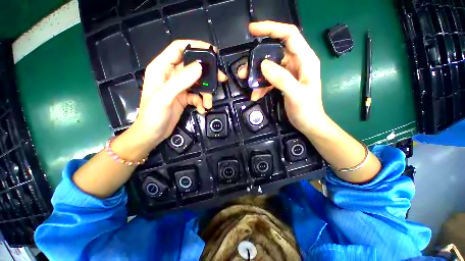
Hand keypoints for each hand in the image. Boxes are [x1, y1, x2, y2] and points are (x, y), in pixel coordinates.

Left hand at [129, 40, 226, 149]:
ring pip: (198, 83)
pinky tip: (202, 109)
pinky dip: (201, 102)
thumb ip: (181, 81)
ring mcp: (179, 87)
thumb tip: (199, 67)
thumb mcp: (165, 97)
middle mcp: (171, 75)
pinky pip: (197, 96)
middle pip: (193, 67)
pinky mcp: (184, 97)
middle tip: (221, 78)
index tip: (211, 51)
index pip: (178, 49)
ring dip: (206, 93)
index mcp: (161, 69)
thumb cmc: (153, 115)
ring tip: (208, 104)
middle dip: (207, 74)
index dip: (195, 46)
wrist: (153, 133)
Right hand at [238, 21, 327, 134]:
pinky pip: (268, 79)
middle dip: (257, 60)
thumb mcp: (296, 94)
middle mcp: (297, 62)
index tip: (252, 30)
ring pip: (268, 67)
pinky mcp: (283, 82)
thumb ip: (281, 79)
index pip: (289, 35)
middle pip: (274, 53)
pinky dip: (261, 86)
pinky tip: (255, 95)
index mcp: (305, 59)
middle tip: (243, 71)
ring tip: (246, 84)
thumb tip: (263, 65)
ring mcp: (289, 73)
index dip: (271, 28)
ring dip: (256, 76)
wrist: (309, 124)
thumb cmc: (307, 110)